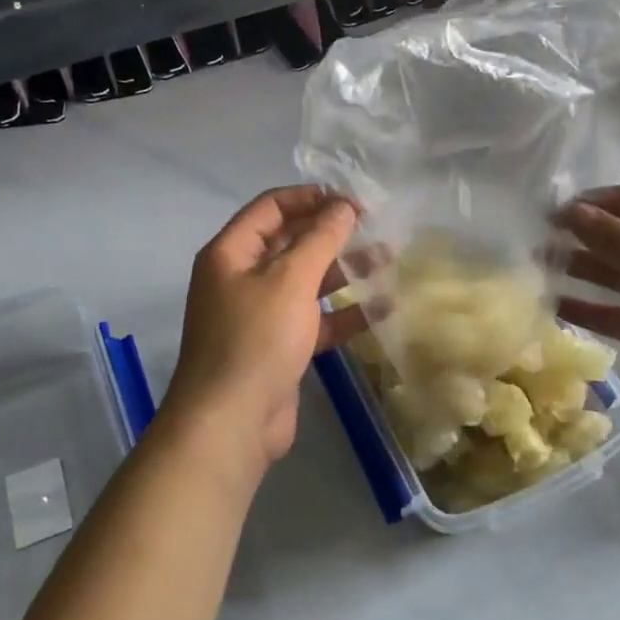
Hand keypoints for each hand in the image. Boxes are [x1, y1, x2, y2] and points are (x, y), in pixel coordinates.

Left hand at [163, 186, 364, 469]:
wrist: (232, 422)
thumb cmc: (256, 339)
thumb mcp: (290, 280)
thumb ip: (320, 239)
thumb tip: (342, 206)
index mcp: (231, 253)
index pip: (271, 208)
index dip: (311, 198)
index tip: (353, 201)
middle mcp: (241, 278)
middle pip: (291, 243)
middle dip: (332, 234)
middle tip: (376, 228)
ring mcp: (260, 315)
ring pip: (307, 282)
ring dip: (344, 271)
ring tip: (388, 260)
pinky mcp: (279, 347)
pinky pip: (314, 319)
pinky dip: (344, 313)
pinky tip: (382, 308)